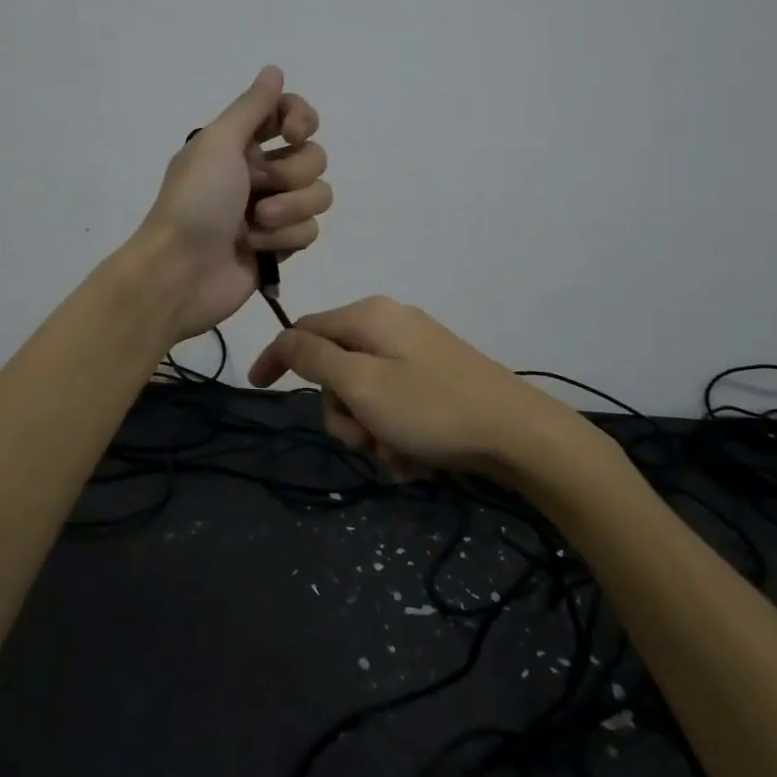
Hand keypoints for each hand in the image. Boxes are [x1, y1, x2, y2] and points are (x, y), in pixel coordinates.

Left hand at [138, 66, 331, 340]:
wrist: (180, 272)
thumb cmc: (195, 202)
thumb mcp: (218, 143)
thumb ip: (252, 106)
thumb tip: (274, 69)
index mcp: (241, 143)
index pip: (291, 114)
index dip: (301, 119)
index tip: (293, 133)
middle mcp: (259, 171)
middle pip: (313, 157)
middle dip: (291, 174)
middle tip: (258, 188)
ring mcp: (273, 209)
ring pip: (319, 195)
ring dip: (290, 209)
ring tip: (256, 224)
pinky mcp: (280, 245)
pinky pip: (310, 231)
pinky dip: (285, 239)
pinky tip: (256, 248)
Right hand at [247, 296, 577, 477]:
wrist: (519, 434)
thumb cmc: (432, 408)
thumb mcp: (363, 385)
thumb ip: (316, 358)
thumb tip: (286, 336)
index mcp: (370, 317)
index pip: (305, 329)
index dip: (277, 357)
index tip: (257, 388)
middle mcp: (391, 326)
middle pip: (337, 370)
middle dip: (343, 414)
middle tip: (365, 441)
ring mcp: (417, 353)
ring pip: (366, 396)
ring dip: (372, 433)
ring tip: (399, 457)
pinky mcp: (437, 380)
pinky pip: (396, 406)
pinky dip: (397, 435)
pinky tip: (418, 460)